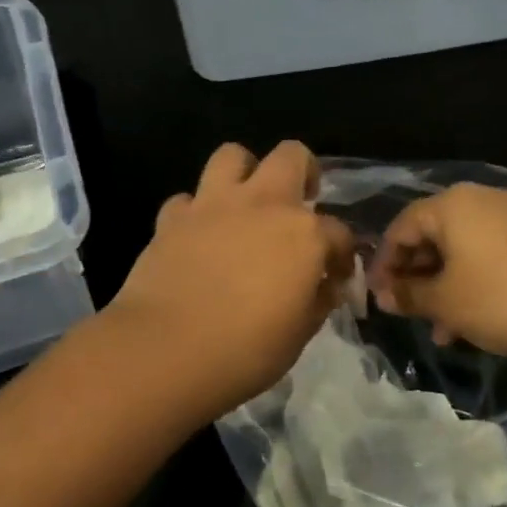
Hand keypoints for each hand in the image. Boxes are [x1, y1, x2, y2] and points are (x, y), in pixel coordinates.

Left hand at [106, 141, 356, 423]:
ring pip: (233, 155)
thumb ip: (317, 301)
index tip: (336, 276)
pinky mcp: (173, 217)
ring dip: (244, 172)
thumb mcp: (299, 334)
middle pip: (292, 155)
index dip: (342, 254)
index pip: (338, 232)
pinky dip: (195, 212)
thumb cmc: (245, 351)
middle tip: (299, 201)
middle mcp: (263, 204)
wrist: (165, 351)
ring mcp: (214, 204)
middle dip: (303, 171)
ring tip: (246, 202)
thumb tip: (326, 286)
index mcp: (304, 234)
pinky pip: (187, 199)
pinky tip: (198, 235)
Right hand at [369, 184, 506, 360]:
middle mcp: (481, 199)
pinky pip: (490, 253)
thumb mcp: (446, 302)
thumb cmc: (502, 299)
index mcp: (452, 204)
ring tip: (442, 328)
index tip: (377, 296)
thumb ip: (409, 295)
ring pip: (463, 248)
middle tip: (408, 311)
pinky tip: (475, 319)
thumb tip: (383, 295)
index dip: (384, 262)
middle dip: (417, 276)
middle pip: (434, 234)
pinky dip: (474, 280)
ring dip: (445, 285)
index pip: (401, 226)